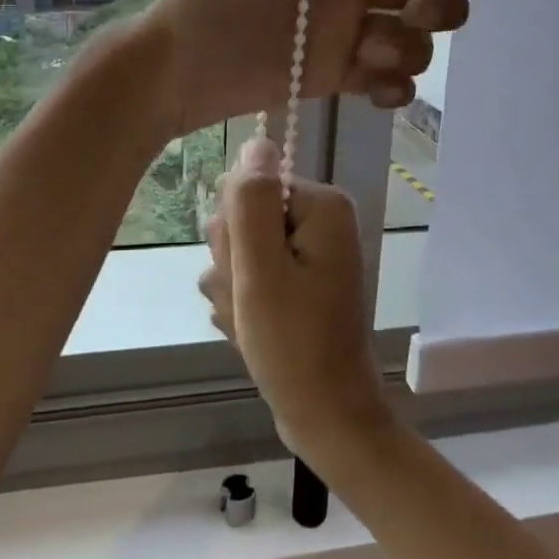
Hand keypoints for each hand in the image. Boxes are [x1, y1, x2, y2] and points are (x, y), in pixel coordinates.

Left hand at [145, 0, 477, 135]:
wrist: (183, 64)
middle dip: (439, 3)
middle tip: (414, 14)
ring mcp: (350, 34)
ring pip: (416, 39)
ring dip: (408, 49)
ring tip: (366, 55)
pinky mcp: (342, 76)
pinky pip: (392, 83)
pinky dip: (396, 89)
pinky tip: (375, 90)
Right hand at [199, 138, 393, 456]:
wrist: (325, 416)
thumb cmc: (292, 344)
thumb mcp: (260, 270)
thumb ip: (251, 202)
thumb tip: (255, 142)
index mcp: (322, 206)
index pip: (248, 189)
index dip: (234, 234)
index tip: (245, 274)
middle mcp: (320, 221)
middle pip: (244, 219)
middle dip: (233, 264)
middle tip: (251, 302)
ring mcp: (309, 252)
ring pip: (240, 252)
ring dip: (233, 289)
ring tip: (252, 323)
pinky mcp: (298, 281)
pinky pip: (251, 277)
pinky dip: (244, 305)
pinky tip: (252, 332)